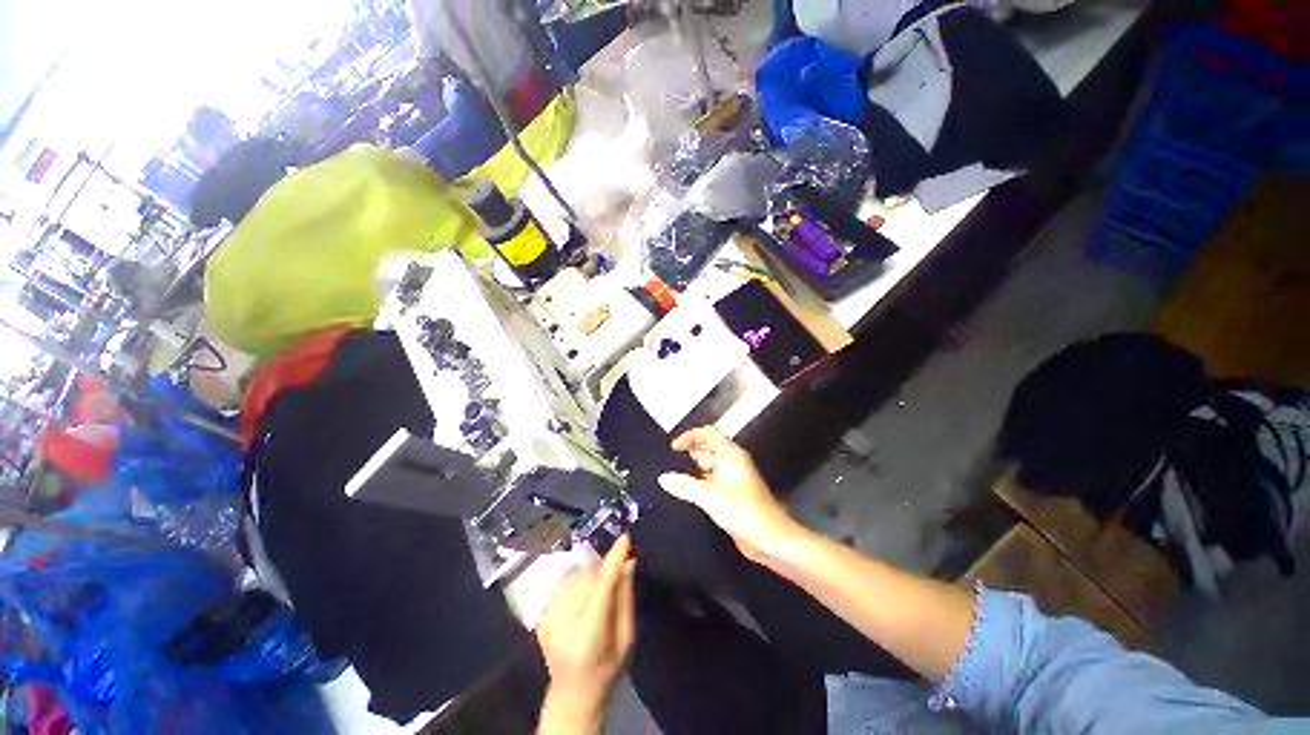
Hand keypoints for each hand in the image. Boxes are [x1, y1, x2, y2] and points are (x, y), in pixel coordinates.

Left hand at [535, 535, 635, 729]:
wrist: (571, 695)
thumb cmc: (607, 669)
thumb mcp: (626, 638)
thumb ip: (626, 598)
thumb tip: (628, 562)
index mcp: (589, 633)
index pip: (602, 585)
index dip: (614, 558)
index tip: (625, 537)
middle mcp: (564, 622)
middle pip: (588, 577)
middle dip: (604, 569)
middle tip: (617, 572)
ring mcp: (548, 619)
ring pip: (576, 578)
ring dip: (591, 576)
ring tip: (598, 596)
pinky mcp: (540, 616)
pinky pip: (565, 585)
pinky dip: (578, 585)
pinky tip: (583, 602)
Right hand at [658, 426, 803, 562]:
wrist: (770, 540)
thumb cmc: (744, 512)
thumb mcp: (709, 496)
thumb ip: (684, 485)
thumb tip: (664, 477)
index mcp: (730, 455)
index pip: (708, 433)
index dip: (690, 436)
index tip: (673, 448)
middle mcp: (732, 463)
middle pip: (707, 450)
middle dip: (688, 455)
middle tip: (668, 465)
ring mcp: (733, 480)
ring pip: (708, 468)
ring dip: (692, 472)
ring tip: (672, 482)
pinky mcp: (732, 497)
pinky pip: (711, 484)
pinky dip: (698, 486)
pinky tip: (685, 497)